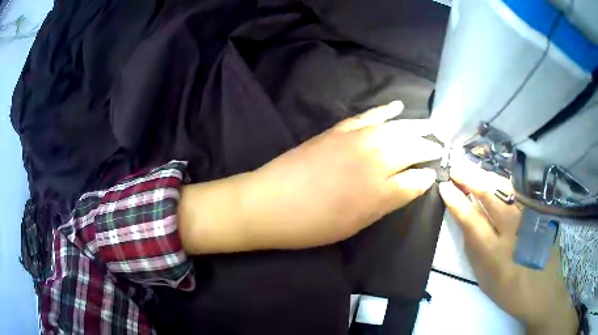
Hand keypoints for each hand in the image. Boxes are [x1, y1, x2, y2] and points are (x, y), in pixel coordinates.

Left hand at [179, 101, 441, 252]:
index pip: (417, 178)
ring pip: (397, 128)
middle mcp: (376, 159)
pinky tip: (398, 106)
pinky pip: (369, 115)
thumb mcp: (357, 222)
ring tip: (431, 127)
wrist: (269, 203)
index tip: (434, 173)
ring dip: (416, 126)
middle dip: (428, 147)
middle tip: (439, 148)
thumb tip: (418, 182)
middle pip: (412, 148)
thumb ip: (390, 200)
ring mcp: (357, 139)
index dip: (427, 175)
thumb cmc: (313, 224)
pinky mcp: (339, 129)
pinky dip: (386, 110)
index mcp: (381, 190)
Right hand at [438, 158, 577, 334]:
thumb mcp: (484, 280)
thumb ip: (474, 250)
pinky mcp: (540, 214)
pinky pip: (519, 193)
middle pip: (491, 195)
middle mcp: (513, 231)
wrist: (543, 292)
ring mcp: (530, 218)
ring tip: (472, 170)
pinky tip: (496, 181)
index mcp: (494, 254)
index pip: (471, 219)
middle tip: (456, 167)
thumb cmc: (509, 292)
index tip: (445, 186)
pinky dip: (504, 184)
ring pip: (506, 189)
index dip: (457, 201)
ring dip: (487, 177)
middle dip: (471, 178)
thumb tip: (466, 223)